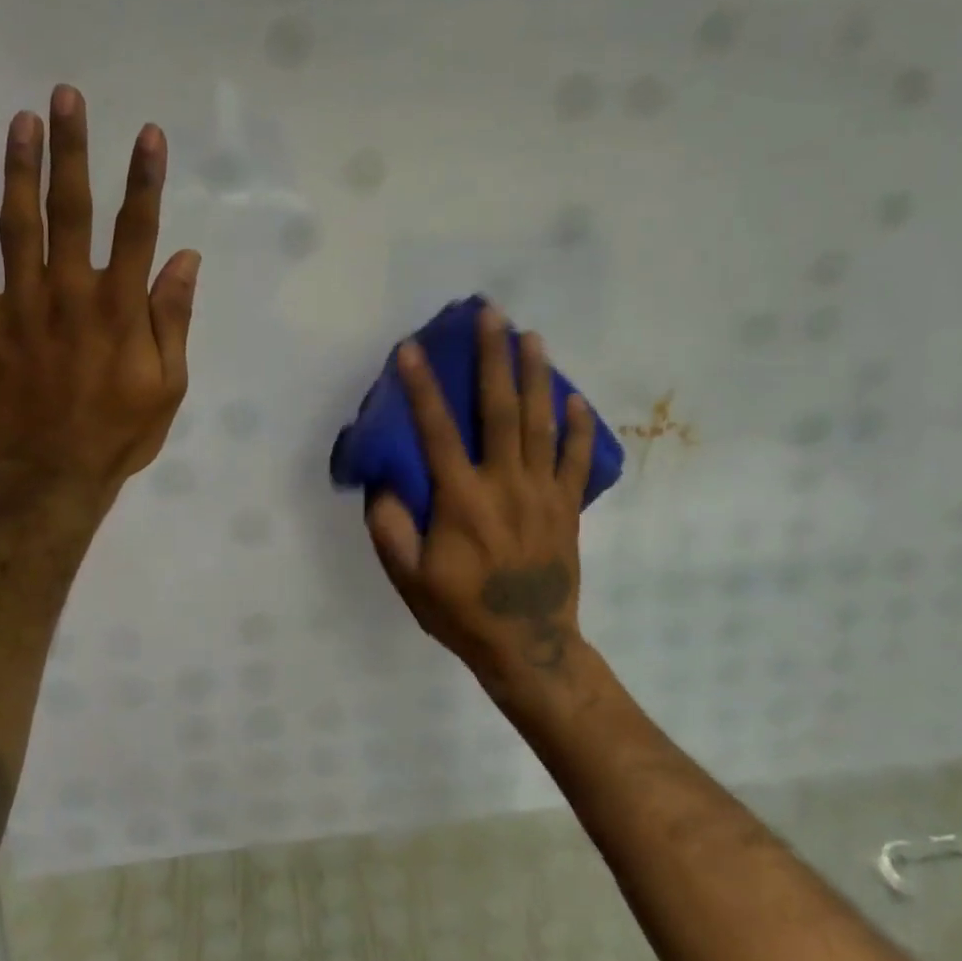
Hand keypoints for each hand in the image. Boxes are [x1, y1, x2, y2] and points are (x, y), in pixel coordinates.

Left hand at [0, 85, 198, 518]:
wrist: (54, 476)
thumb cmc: (121, 432)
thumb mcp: (168, 385)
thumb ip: (173, 319)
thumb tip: (184, 259)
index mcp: (119, 309)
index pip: (136, 230)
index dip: (143, 180)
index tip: (147, 134)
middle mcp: (69, 295)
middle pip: (71, 211)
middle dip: (71, 150)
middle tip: (66, 97)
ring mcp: (20, 308)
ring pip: (17, 228)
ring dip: (19, 172)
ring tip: (21, 122)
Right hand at [366, 306, 596, 714]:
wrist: (528, 646)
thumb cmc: (461, 611)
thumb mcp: (409, 578)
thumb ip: (390, 527)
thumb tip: (383, 482)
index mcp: (462, 500)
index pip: (437, 431)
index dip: (422, 387)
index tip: (411, 348)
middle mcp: (505, 484)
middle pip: (500, 409)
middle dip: (494, 358)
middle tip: (492, 314)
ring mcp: (543, 492)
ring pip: (541, 422)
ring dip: (536, 376)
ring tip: (532, 336)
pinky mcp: (567, 506)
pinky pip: (575, 458)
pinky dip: (578, 426)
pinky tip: (575, 398)